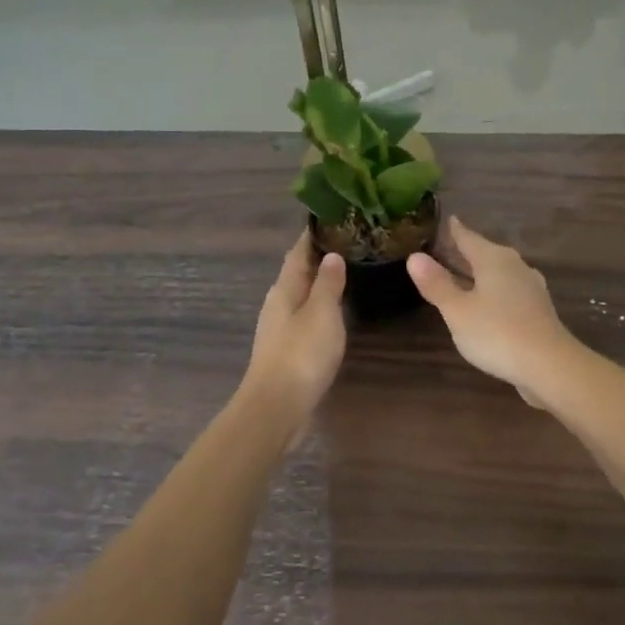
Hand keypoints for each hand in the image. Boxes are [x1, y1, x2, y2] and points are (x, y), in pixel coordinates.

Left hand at [243, 235, 346, 432]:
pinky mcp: (286, 349)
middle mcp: (278, 303)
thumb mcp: (322, 313)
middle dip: (318, 256)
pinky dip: (319, 305)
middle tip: (347, 242)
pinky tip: (334, 310)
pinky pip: (304, 316)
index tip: (331, 217)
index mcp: (284, 289)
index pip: (298, 252)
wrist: (276, 407)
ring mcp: (280, 328)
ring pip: (301, 295)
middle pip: (298, 272)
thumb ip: (328, 283)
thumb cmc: (301, 355)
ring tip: (345, 271)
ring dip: (319, 282)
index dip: (312, 235)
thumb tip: (331, 255)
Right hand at [407, 218, 582, 410]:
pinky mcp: (537, 309)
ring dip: (479, 273)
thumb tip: (414, 256)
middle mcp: (514, 266)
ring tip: (461, 276)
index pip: (468, 237)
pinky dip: (492, 291)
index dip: (454, 230)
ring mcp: (530, 287)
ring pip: (498, 272)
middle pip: (485, 253)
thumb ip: (436, 284)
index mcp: (493, 259)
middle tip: (444, 249)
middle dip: (465, 252)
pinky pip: (508, 290)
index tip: (446, 221)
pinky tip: (487, 303)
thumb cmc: (497, 333)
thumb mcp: (457, 310)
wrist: (550, 365)